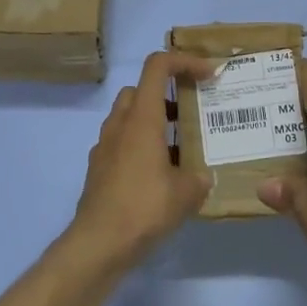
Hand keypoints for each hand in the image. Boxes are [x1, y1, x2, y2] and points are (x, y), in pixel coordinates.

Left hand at [67, 51, 216, 270]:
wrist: (98, 244)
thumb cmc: (144, 208)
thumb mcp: (186, 193)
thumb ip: (199, 177)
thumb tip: (202, 177)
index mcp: (142, 118)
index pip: (157, 66)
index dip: (185, 61)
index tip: (208, 74)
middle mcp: (119, 124)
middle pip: (140, 90)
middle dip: (166, 94)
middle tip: (191, 113)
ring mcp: (104, 146)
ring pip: (129, 117)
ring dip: (154, 122)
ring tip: (181, 148)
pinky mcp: (99, 169)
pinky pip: (122, 143)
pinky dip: (141, 147)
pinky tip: (159, 177)